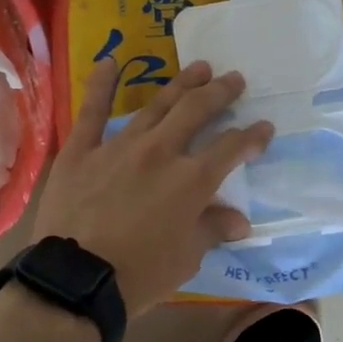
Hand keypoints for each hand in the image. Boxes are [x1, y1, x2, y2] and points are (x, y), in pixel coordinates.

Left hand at [32, 58, 273, 316]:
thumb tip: (240, 221)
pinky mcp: (82, 150)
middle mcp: (160, 152)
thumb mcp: (187, 258)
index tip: (265, 126)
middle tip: (234, 79)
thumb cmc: (140, 274)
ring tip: (198, 67)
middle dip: (220, 92)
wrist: (77, 280)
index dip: (252, 136)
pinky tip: (109, 60)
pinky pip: (92, 111)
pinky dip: (101, 84)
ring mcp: (119, 146)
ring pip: (156, 105)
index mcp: (191, 180)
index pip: (231, 148)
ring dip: (180, 83)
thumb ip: (212, 229)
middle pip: (196, 111)